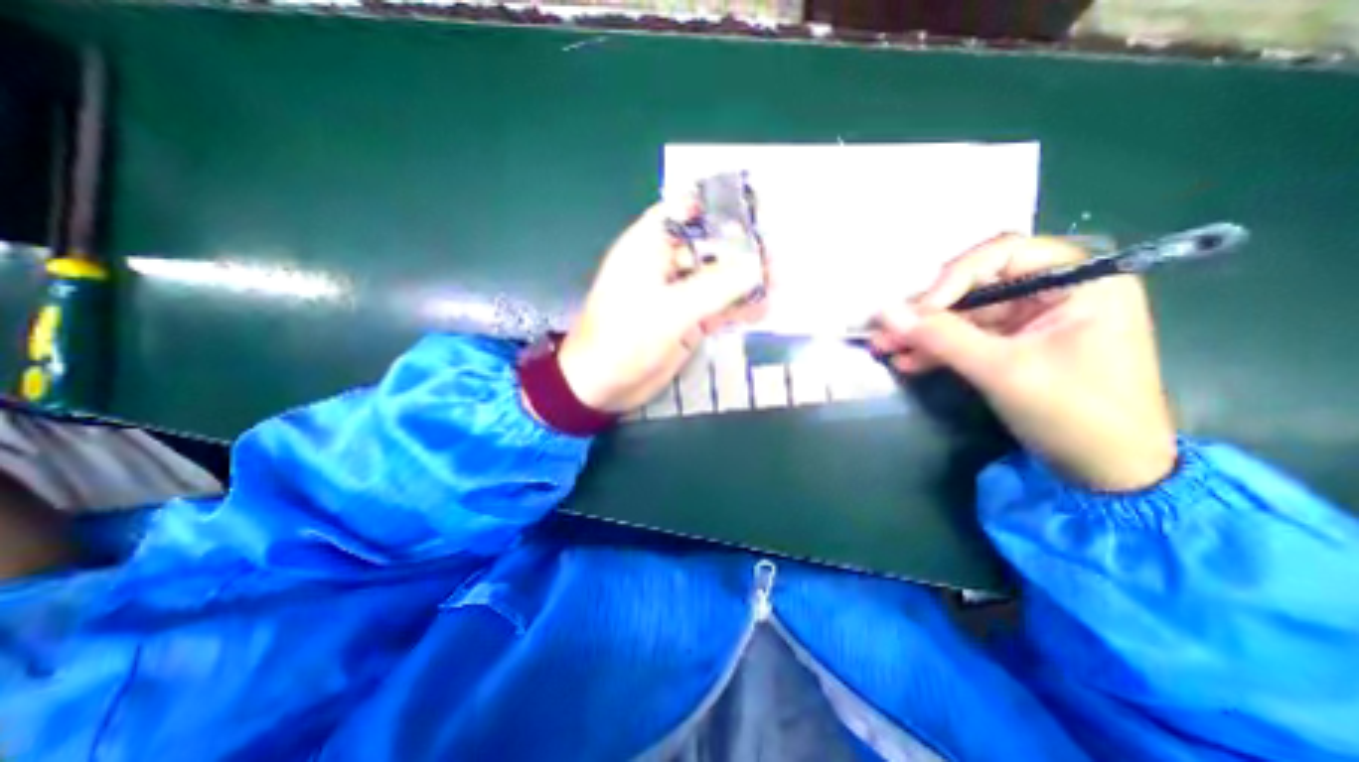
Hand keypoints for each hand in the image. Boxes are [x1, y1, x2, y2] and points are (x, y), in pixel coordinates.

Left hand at [551, 207, 763, 412]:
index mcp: (648, 246)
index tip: (756, 210)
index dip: (719, 206)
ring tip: (779, 283)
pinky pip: (716, 307)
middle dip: (742, 248)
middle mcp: (664, 264)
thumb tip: (757, 265)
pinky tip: (762, 311)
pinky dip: (737, 308)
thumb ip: (715, 287)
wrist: (603, 386)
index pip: (686, 211)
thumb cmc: (624, 340)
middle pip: (709, 245)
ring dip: (744, 280)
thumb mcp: (670, 311)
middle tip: (776, 256)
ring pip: (716, 278)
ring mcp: (677, 294)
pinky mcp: (685, 320)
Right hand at [870, 236, 1180, 489]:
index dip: (953, 278)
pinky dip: (936, 350)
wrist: (1107, 474)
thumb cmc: (1075, 414)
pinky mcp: (1012, 347)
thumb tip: (885, 313)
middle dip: (927, 312)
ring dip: (923, 333)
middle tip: (884, 329)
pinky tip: (906, 361)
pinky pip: (966, 339)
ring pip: (963, 316)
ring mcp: (1031, 322)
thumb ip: (942, 337)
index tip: (918, 311)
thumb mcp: (1003, 370)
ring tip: (883, 348)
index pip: (1002, 254)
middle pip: (975, 287)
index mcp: (1079, 282)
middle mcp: (1053, 293)